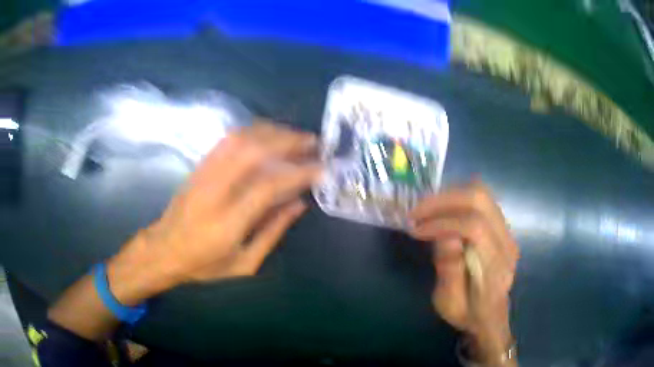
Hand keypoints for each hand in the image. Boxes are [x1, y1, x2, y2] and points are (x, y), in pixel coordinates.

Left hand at [107, 122, 320, 305]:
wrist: (162, 250)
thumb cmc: (203, 265)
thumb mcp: (243, 264)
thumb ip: (272, 232)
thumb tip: (299, 204)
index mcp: (227, 223)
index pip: (268, 186)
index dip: (298, 173)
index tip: (321, 168)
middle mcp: (214, 191)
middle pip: (253, 152)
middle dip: (288, 141)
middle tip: (313, 143)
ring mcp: (204, 174)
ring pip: (240, 139)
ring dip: (272, 132)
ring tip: (295, 136)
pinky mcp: (199, 167)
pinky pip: (226, 140)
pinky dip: (252, 132)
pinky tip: (268, 134)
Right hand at [409, 182, 518, 362]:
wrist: (491, 316)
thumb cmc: (468, 314)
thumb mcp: (450, 304)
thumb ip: (450, 271)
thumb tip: (445, 236)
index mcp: (496, 266)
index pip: (475, 227)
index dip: (443, 222)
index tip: (416, 229)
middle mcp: (507, 242)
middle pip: (480, 200)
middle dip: (444, 200)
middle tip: (417, 211)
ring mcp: (507, 231)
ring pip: (482, 193)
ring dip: (450, 196)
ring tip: (426, 209)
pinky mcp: (502, 226)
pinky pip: (481, 200)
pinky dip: (458, 199)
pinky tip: (442, 212)